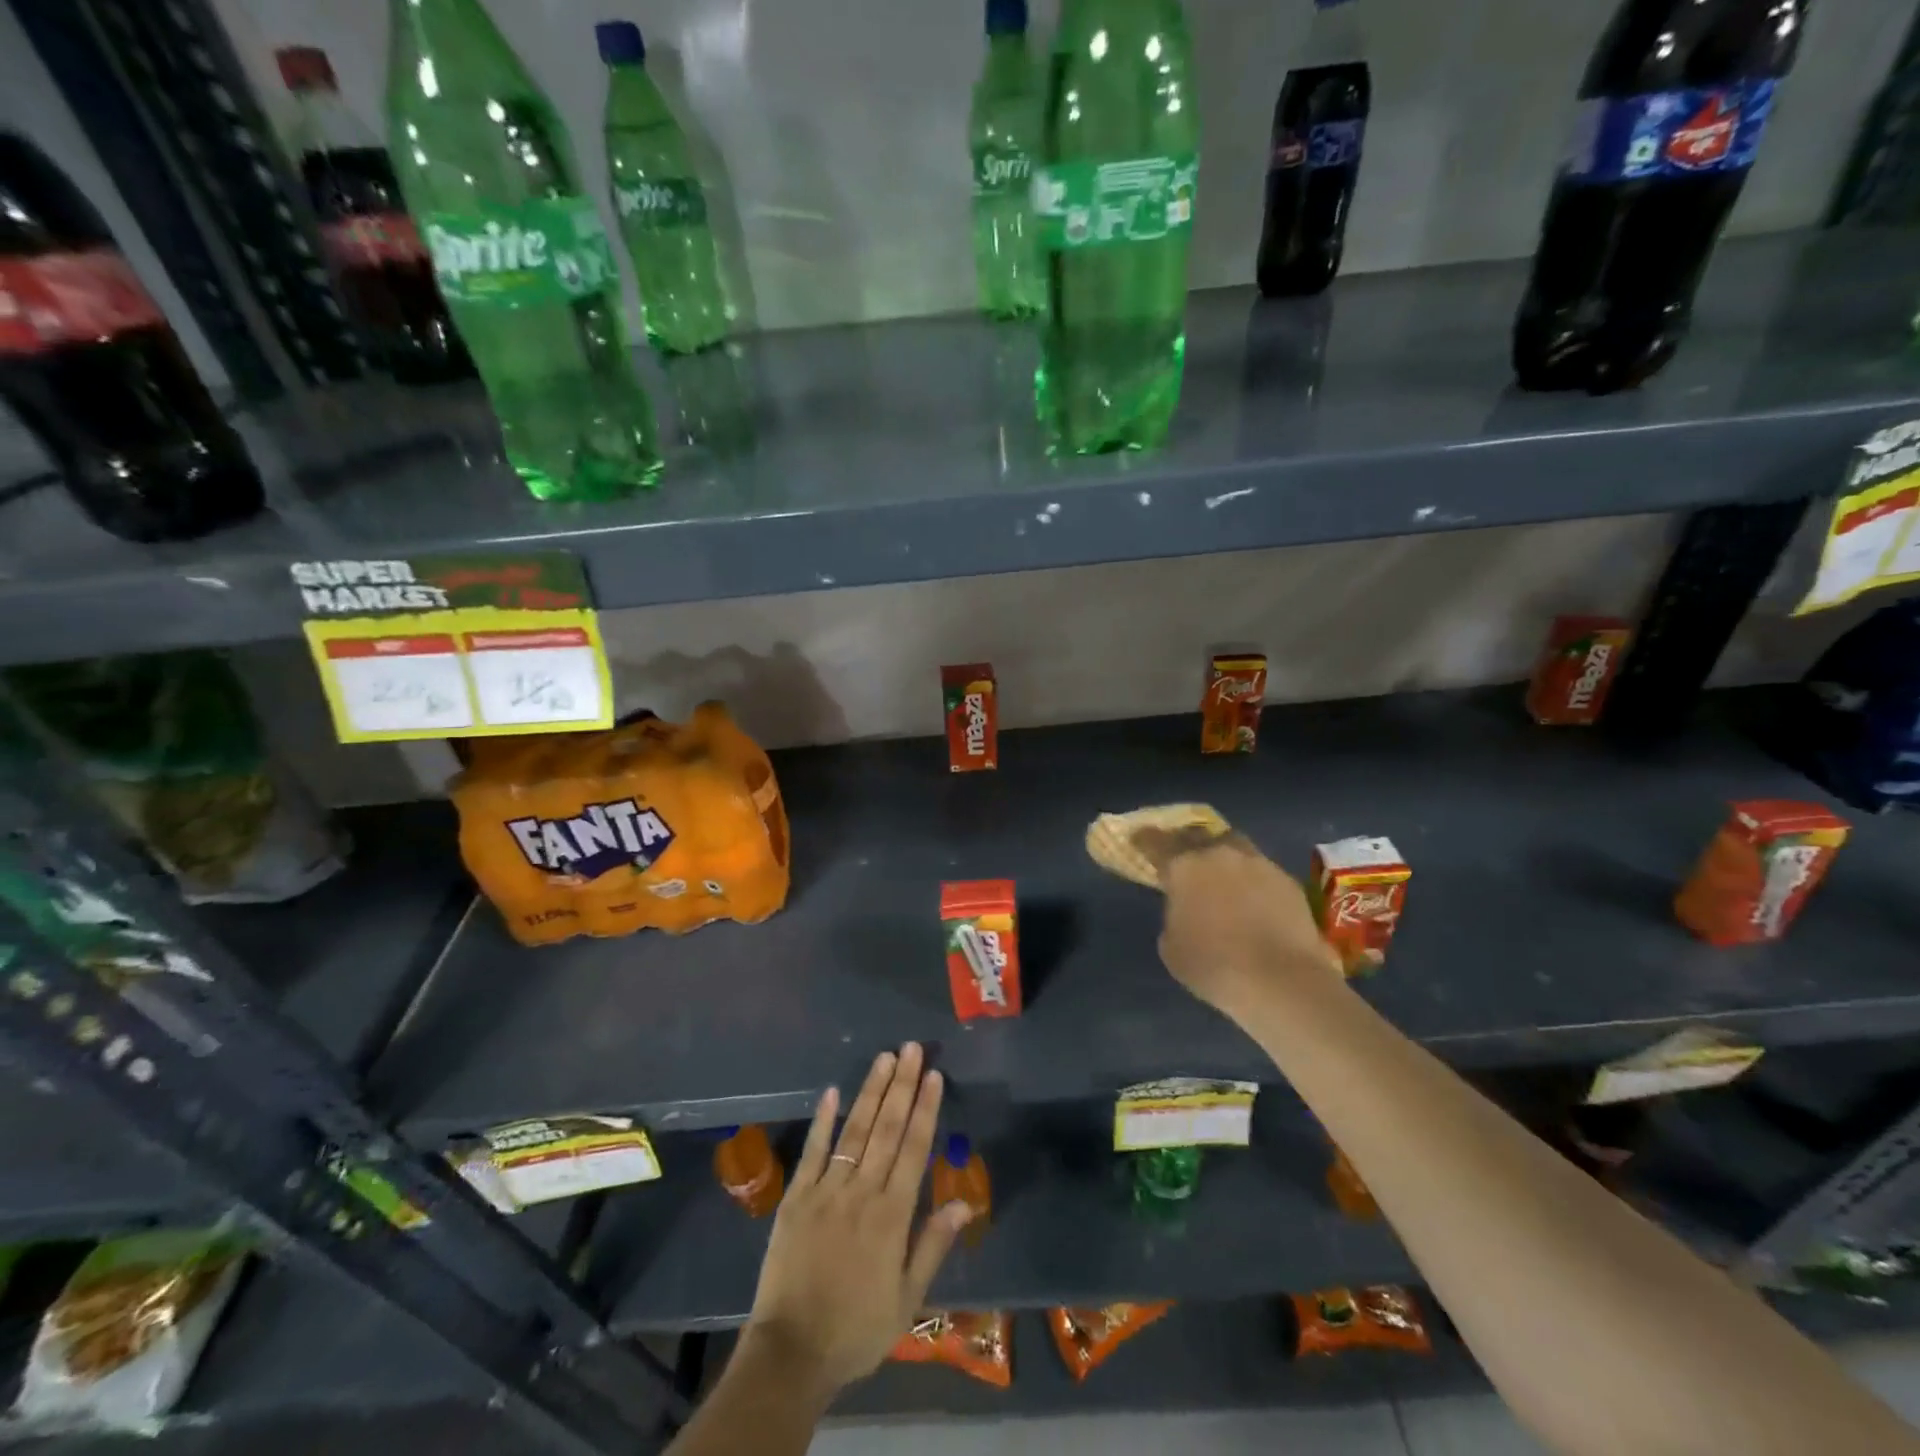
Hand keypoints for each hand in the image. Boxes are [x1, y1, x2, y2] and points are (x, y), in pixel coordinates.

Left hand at [742, 1044, 972, 1398]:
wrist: (791, 1352)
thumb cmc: (857, 1329)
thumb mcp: (907, 1299)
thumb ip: (933, 1245)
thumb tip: (964, 1202)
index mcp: (892, 1215)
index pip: (913, 1148)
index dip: (925, 1108)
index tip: (933, 1074)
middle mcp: (861, 1191)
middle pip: (886, 1128)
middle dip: (901, 1085)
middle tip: (911, 1048)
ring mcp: (826, 1189)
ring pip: (854, 1130)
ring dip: (870, 1091)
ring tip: (884, 1057)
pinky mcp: (796, 1196)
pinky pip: (812, 1150)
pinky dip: (822, 1120)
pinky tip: (832, 1091)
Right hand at [1132, 826, 1340, 1017]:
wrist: (1283, 981)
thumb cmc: (1214, 966)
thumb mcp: (1171, 946)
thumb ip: (1174, 916)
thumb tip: (1186, 910)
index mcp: (1184, 866)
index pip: (1156, 842)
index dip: (1144, 840)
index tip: (1138, 839)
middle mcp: (1219, 854)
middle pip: (1197, 835)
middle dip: (1186, 842)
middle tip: (1182, 855)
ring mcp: (1258, 864)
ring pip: (1234, 846)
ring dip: (1223, 856)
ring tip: (1220, 874)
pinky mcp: (1287, 881)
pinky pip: (1261, 870)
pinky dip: (1251, 879)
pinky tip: (1252, 899)